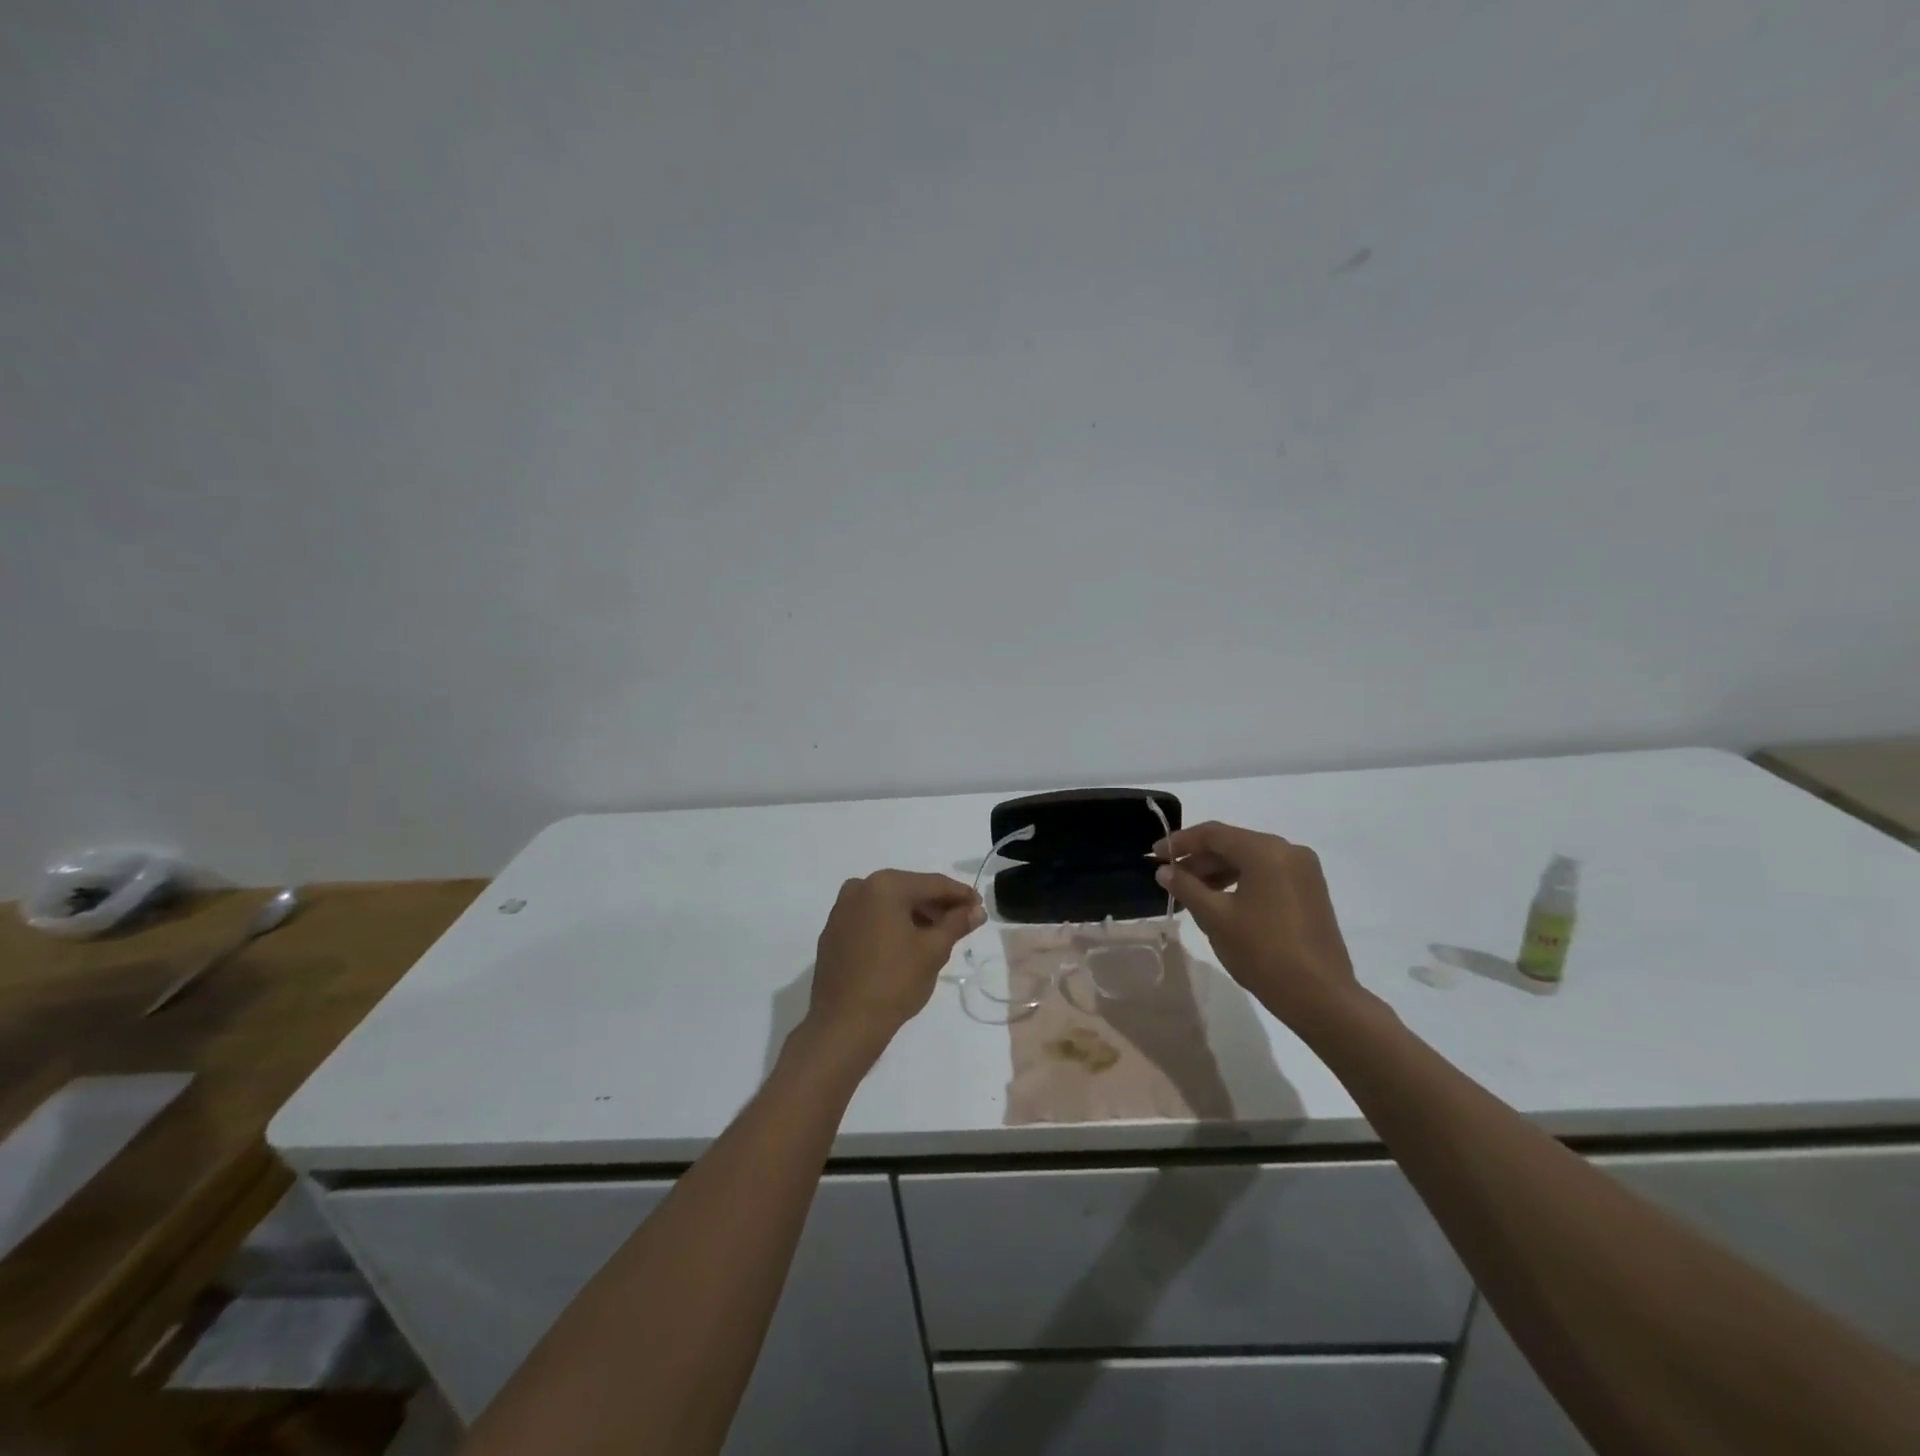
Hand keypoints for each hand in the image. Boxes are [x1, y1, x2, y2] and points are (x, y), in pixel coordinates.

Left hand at [808, 870, 984, 1052]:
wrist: (843, 1024)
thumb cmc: (894, 982)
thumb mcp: (933, 951)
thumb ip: (957, 923)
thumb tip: (977, 910)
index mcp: (885, 886)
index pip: (933, 884)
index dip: (960, 894)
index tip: (980, 907)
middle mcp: (860, 888)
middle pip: (909, 890)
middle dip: (936, 905)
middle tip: (962, 922)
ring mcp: (842, 909)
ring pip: (889, 904)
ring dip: (915, 915)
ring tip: (938, 935)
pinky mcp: (833, 931)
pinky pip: (870, 918)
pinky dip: (891, 924)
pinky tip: (906, 944)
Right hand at [1155, 821, 1358, 1025]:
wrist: (1320, 996)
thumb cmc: (1263, 952)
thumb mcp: (1215, 918)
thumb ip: (1187, 887)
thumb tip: (1164, 871)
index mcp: (1265, 851)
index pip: (1213, 834)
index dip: (1179, 842)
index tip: (1154, 854)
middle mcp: (1288, 851)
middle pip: (1233, 843)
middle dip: (1199, 858)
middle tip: (1169, 876)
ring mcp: (1304, 871)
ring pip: (1250, 859)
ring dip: (1218, 870)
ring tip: (1191, 891)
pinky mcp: (1310, 891)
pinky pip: (1267, 874)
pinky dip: (1240, 881)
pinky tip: (1220, 900)